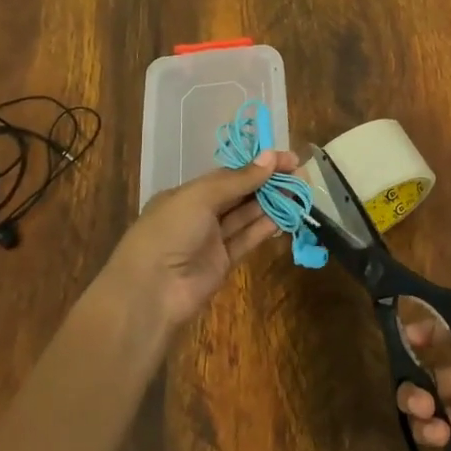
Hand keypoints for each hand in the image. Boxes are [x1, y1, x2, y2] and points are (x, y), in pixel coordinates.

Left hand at [104, 152, 296, 331]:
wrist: (151, 292)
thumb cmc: (170, 232)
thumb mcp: (200, 197)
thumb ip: (238, 179)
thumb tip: (271, 157)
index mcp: (187, 194)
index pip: (228, 174)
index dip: (258, 165)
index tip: (288, 159)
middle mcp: (199, 214)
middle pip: (239, 194)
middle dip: (268, 183)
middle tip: (300, 176)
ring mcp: (211, 240)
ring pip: (246, 216)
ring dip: (271, 204)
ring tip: (299, 194)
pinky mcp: (222, 263)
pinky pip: (247, 239)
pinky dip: (264, 228)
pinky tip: (285, 217)